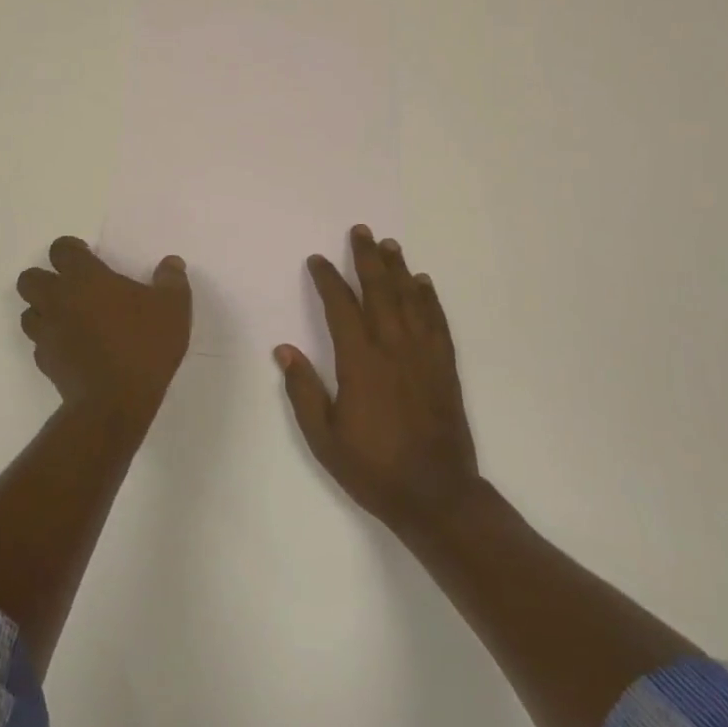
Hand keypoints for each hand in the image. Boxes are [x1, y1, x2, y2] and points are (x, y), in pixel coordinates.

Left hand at [17, 236, 191, 419]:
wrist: (116, 402)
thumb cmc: (144, 345)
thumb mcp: (173, 308)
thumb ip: (171, 280)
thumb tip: (171, 263)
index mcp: (85, 278)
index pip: (61, 249)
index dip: (71, 249)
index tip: (87, 256)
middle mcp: (58, 300)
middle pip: (30, 278)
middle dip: (45, 278)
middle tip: (72, 288)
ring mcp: (47, 333)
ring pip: (28, 312)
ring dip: (43, 310)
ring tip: (70, 318)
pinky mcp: (45, 362)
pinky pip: (39, 343)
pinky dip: (51, 341)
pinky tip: (74, 348)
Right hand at [275, 224, 479, 531]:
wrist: (436, 495)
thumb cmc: (373, 468)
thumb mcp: (324, 437)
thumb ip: (303, 390)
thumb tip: (283, 350)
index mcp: (360, 362)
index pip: (341, 307)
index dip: (328, 280)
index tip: (318, 260)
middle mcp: (393, 348)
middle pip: (379, 291)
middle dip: (367, 258)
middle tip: (360, 231)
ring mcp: (423, 355)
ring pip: (410, 299)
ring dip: (398, 269)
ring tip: (389, 245)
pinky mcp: (444, 366)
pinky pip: (437, 322)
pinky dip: (429, 298)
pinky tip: (424, 283)